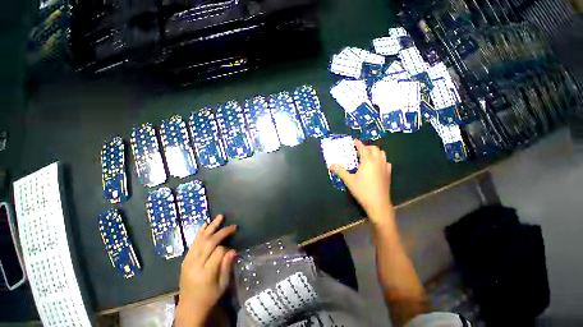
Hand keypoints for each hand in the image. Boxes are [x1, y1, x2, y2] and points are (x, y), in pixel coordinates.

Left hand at [176, 215, 236, 325]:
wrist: (190, 306)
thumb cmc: (209, 297)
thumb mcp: (222, 285)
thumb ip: (227, 266)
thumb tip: (233, 250)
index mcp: (205, 273)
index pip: (218, 252)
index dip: (227, 248)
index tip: (232, 249)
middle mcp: (195, 265)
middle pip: (209, 243)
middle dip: (222, 232)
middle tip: (233, 226)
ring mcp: (188, 261)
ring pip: (200, 240)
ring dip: (211, 227)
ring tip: (220, 217)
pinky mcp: (185, 259)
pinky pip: (193, 243)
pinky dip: (200, 232)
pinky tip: (205, 224)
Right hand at [329, 139, 392, 222]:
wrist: (378, 203)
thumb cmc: (362, 190)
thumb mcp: (349, 180)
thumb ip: (340, 171)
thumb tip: (331, 165)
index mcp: (368, 161)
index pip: (363, 148)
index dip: (358, 143)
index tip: (354, 140)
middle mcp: (378, 162)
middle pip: (374, 149)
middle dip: (367, 147)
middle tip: (359, 150)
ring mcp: (385, 167)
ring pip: (382, 154)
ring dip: (374, 152)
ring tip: (367, 156)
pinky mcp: (388, 174)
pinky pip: (386, 162)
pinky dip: (380, 160)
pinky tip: (376, 166)